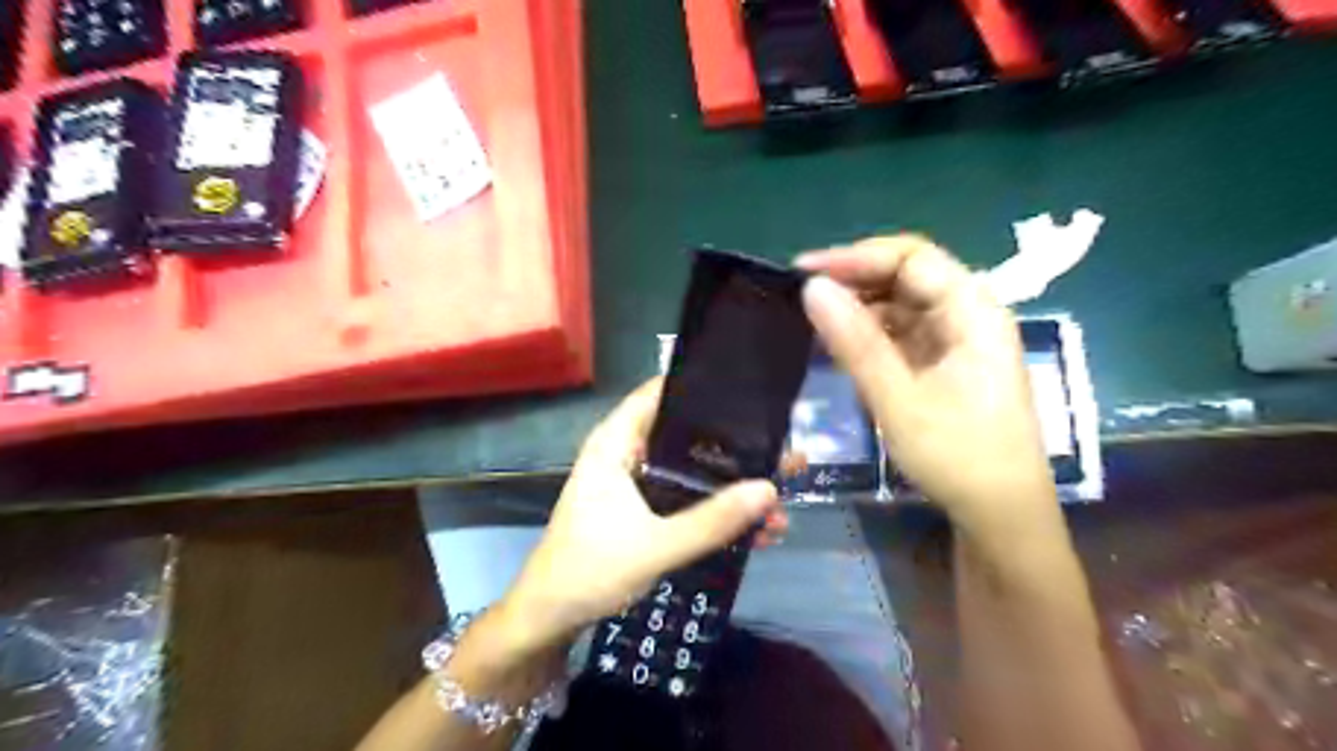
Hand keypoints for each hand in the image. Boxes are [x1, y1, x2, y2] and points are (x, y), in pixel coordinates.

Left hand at [506, 382, 784, 651]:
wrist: (551, 619)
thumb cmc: (590, 570)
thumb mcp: (656, 546)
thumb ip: (712, 521)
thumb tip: (770, 489)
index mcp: (616, 443)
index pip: (660, 392)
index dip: (703, 386)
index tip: (752, 393)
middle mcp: (628, 453)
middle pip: (687, 433)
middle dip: (735, 447)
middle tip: (784, 453)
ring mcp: (637, 483)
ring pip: (693, 471)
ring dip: (732, 487)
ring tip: (781, 500)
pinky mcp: (645, 510)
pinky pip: (689, 499)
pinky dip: (718, 510)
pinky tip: (757, 531)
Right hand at [798, 234, 1061, 534]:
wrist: (1000, 516)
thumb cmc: (958, 457)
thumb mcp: (899, 400)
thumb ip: (855, 342)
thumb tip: (811, 287)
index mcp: (973, 311)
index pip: (912, 258)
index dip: (856, 257)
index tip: (804, 272)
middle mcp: (968, 315)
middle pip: (907, 276)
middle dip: (854, 280)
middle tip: (801, 295)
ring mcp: (956, 340)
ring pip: (901, 305)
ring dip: (858, 307)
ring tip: (812, 318)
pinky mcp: (943, 364)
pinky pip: (901, 333)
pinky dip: (869, 334)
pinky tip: (839, 344)